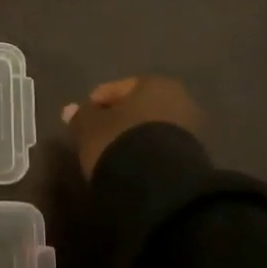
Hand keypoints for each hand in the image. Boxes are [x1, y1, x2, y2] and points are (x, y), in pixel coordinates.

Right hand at [61, 75, 205, 178]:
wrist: (160, 184)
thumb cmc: (120, 142)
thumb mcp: (89, 128)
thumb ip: (80, 116)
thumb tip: (71, 110)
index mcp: (154, 83)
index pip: (117, 89)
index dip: (97, 104)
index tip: (83, 121)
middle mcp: (179, 98)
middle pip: (139, 107)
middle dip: (120, 120)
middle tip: (98, 136)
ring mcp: (191, 128)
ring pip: (152, 128)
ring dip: (134, 137)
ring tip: (113, 154)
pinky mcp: (195, 156)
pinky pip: (162, 147)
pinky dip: (147, 153)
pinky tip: (132, 165)